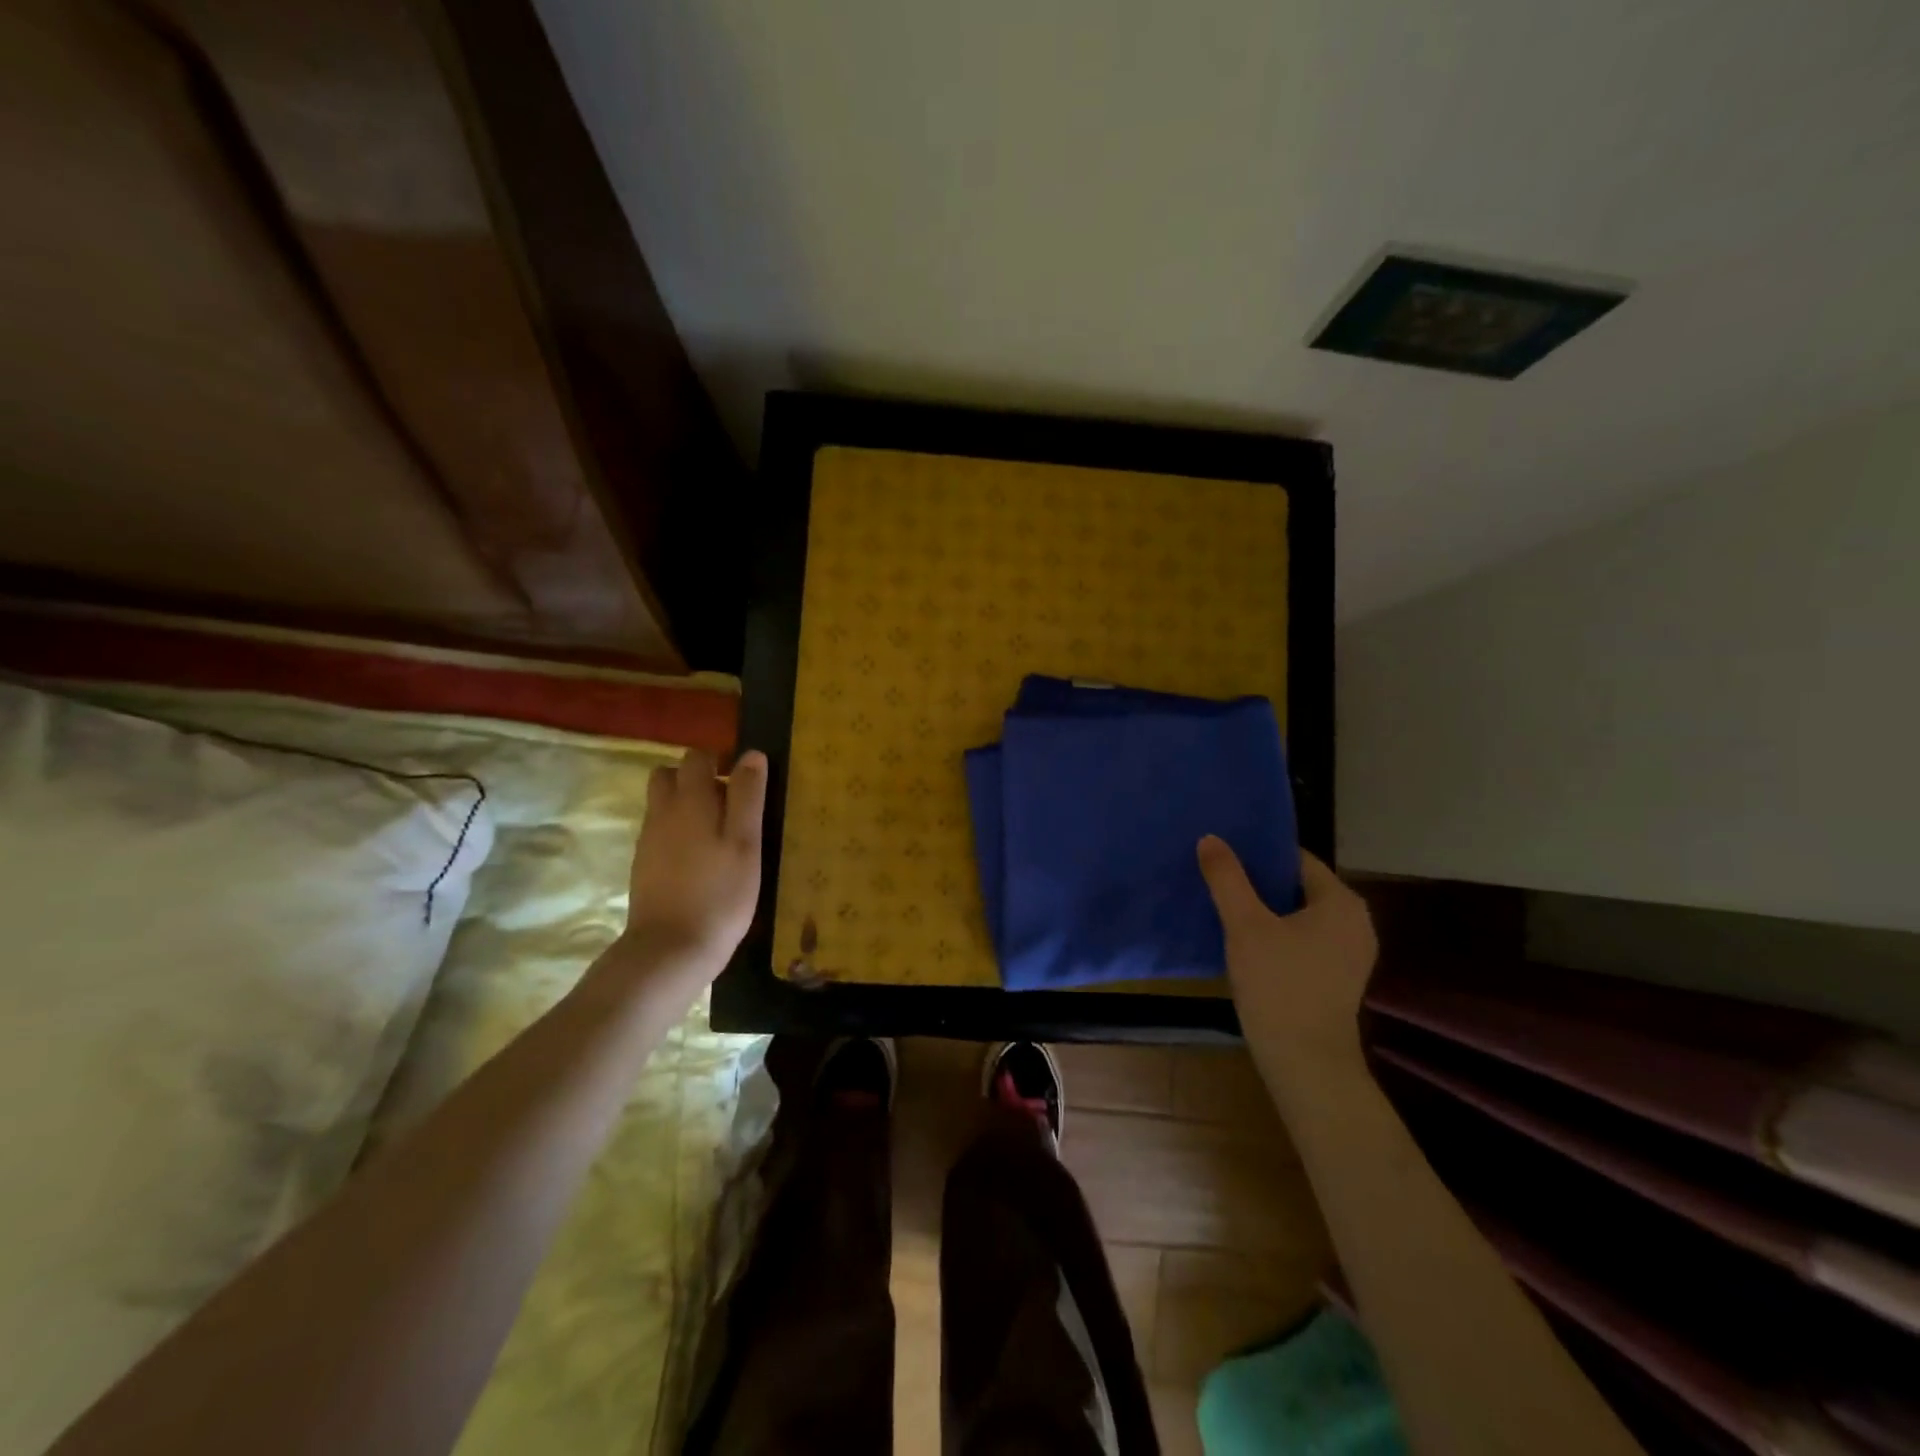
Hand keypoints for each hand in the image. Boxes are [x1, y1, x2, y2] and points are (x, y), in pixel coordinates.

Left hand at [620, 749, 767, 974]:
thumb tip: (751, 755)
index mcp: (690, 801)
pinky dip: (678, 833)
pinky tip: (701, 861)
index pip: (697, 758)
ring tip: (718, 834)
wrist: (670, 949)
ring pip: (662, 804)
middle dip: (696, 779)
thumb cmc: (720, 894)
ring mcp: (648, 840)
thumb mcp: (746, 842)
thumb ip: (748, 796)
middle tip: (729, 805)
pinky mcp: (644, 866)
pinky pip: (660, 832)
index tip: (744, 782)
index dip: (720, 761)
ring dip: (686, 806)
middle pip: (669, 775)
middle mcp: (662, 812)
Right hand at [1198, 837, 1377, 1075]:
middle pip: (1298, 886)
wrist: (1306, 1063)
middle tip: (1218, 878)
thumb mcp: (1245, 926)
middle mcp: (1355, 921)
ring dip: (1265, 910)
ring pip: (1299, 915)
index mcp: (1341, 901)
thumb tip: (1210, 838)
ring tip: (1225, 906)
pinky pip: (1304, 940)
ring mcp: (1350, 952)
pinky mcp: (1339, 977)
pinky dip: (1278, 934)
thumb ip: (1227, 879)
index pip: (1295, 859)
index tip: (1223, 855)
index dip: (1258, 854)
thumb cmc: (1279, 986)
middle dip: (1258, 882)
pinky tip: (1246, 942)